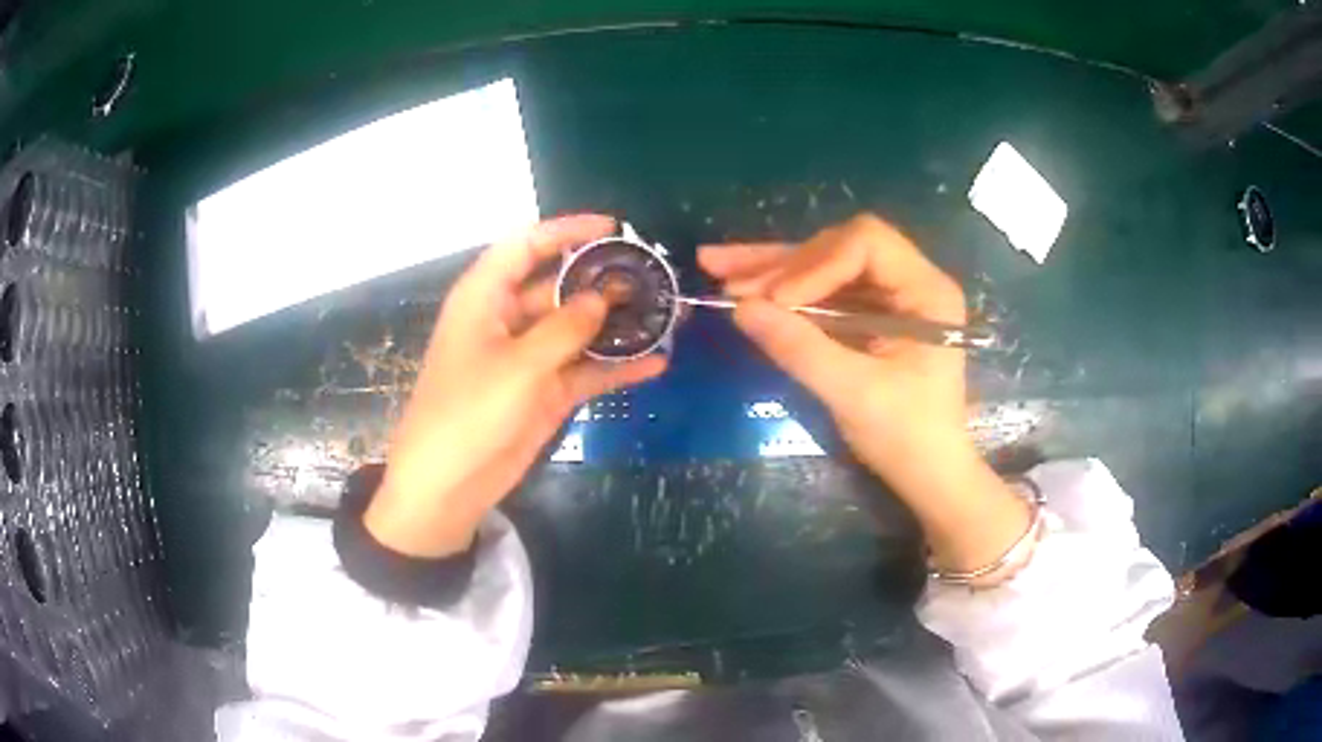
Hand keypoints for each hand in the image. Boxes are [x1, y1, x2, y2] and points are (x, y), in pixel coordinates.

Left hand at [366, 215, 667, 557]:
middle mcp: (507, 319)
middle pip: (558, 285)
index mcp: (485, 297)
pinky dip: (615, 367)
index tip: (614, 228)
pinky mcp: (544, 392)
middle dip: (602, 280)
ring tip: (666, 314)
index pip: (526, 245)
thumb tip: (603, 296)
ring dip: (615, 324)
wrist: (448, 484)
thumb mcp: (519, 365)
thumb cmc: (469, 412)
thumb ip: (566, 327)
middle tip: (653, 276)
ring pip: (577, 328)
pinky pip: (585, 370)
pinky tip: (656, 363)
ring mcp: (528, 358)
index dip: (567, 230)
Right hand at [700, 214, 1030, 577]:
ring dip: (772, 270)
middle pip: (838, 248)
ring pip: (824, 266)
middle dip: (781, 263)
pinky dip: (784, 292)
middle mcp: (911, 280)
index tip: (777, 300)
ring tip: (715, 266)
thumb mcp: (852, 394)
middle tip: (723, 273)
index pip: (866, 244)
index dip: (816, 263)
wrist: (928, 474)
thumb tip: (739, 308)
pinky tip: (742, 285)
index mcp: (926, 291)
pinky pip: (823, 292)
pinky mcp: (870, 315)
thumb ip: (799, 348)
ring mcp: (889, 296)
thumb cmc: (906, 436)